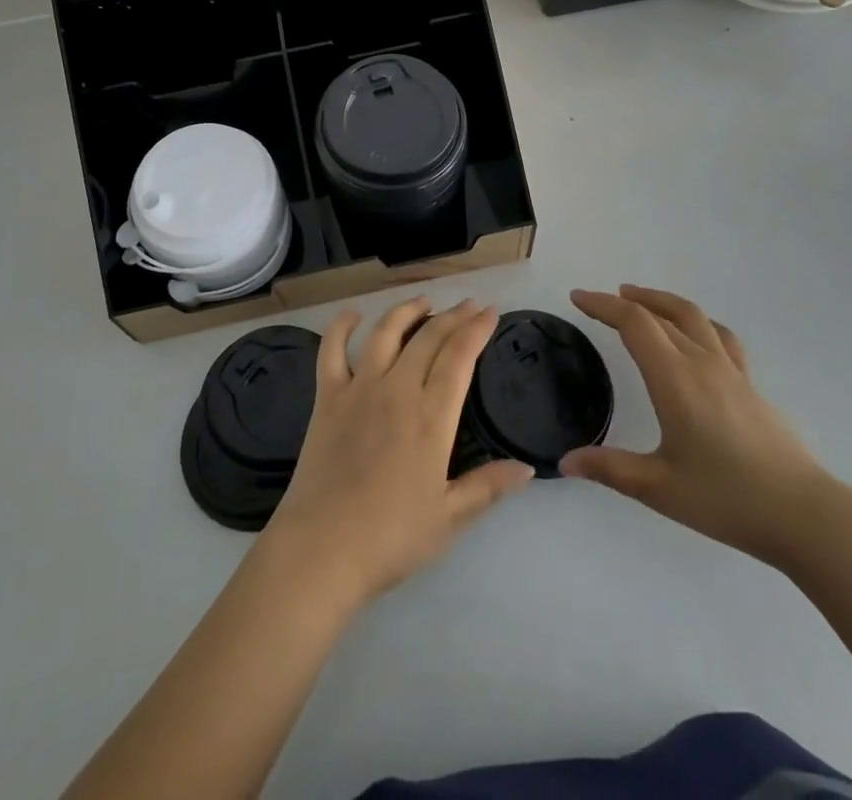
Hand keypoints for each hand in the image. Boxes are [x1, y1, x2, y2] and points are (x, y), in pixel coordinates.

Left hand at [262, 297, 533, 608]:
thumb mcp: (450, 518)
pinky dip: (341, 327)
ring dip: (407, 311)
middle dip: (452, 316)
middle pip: (428, 338)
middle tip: (468, 305)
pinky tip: (352, 316)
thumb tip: (528, 468)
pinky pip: (332, 350)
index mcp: (431, 417)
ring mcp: (359, 389)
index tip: (490, 312)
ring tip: (423, 302)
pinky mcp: (327, 397)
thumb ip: (488, 487)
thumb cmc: (392, 537)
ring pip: (385, 333)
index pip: (459, 358)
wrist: (323, 548)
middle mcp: (397, 390)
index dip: (476, 330)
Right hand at [559, 286, 838, 568]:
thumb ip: (609, 469)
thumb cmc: (727, 499)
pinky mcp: (750, 385)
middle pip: (660, 314)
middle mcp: (702, 363)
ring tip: (639, 299)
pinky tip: (693, 335)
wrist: (804, 515)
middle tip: (597, 302)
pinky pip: (719, 336)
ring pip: (693, 316)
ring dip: (661, 301)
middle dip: (624, 302)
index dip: (603, 305)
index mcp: (675, 379)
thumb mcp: (659, 488)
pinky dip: (695, 322)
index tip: (577, 298)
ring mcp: (731, 371)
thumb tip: (565, 461)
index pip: (634, 323)